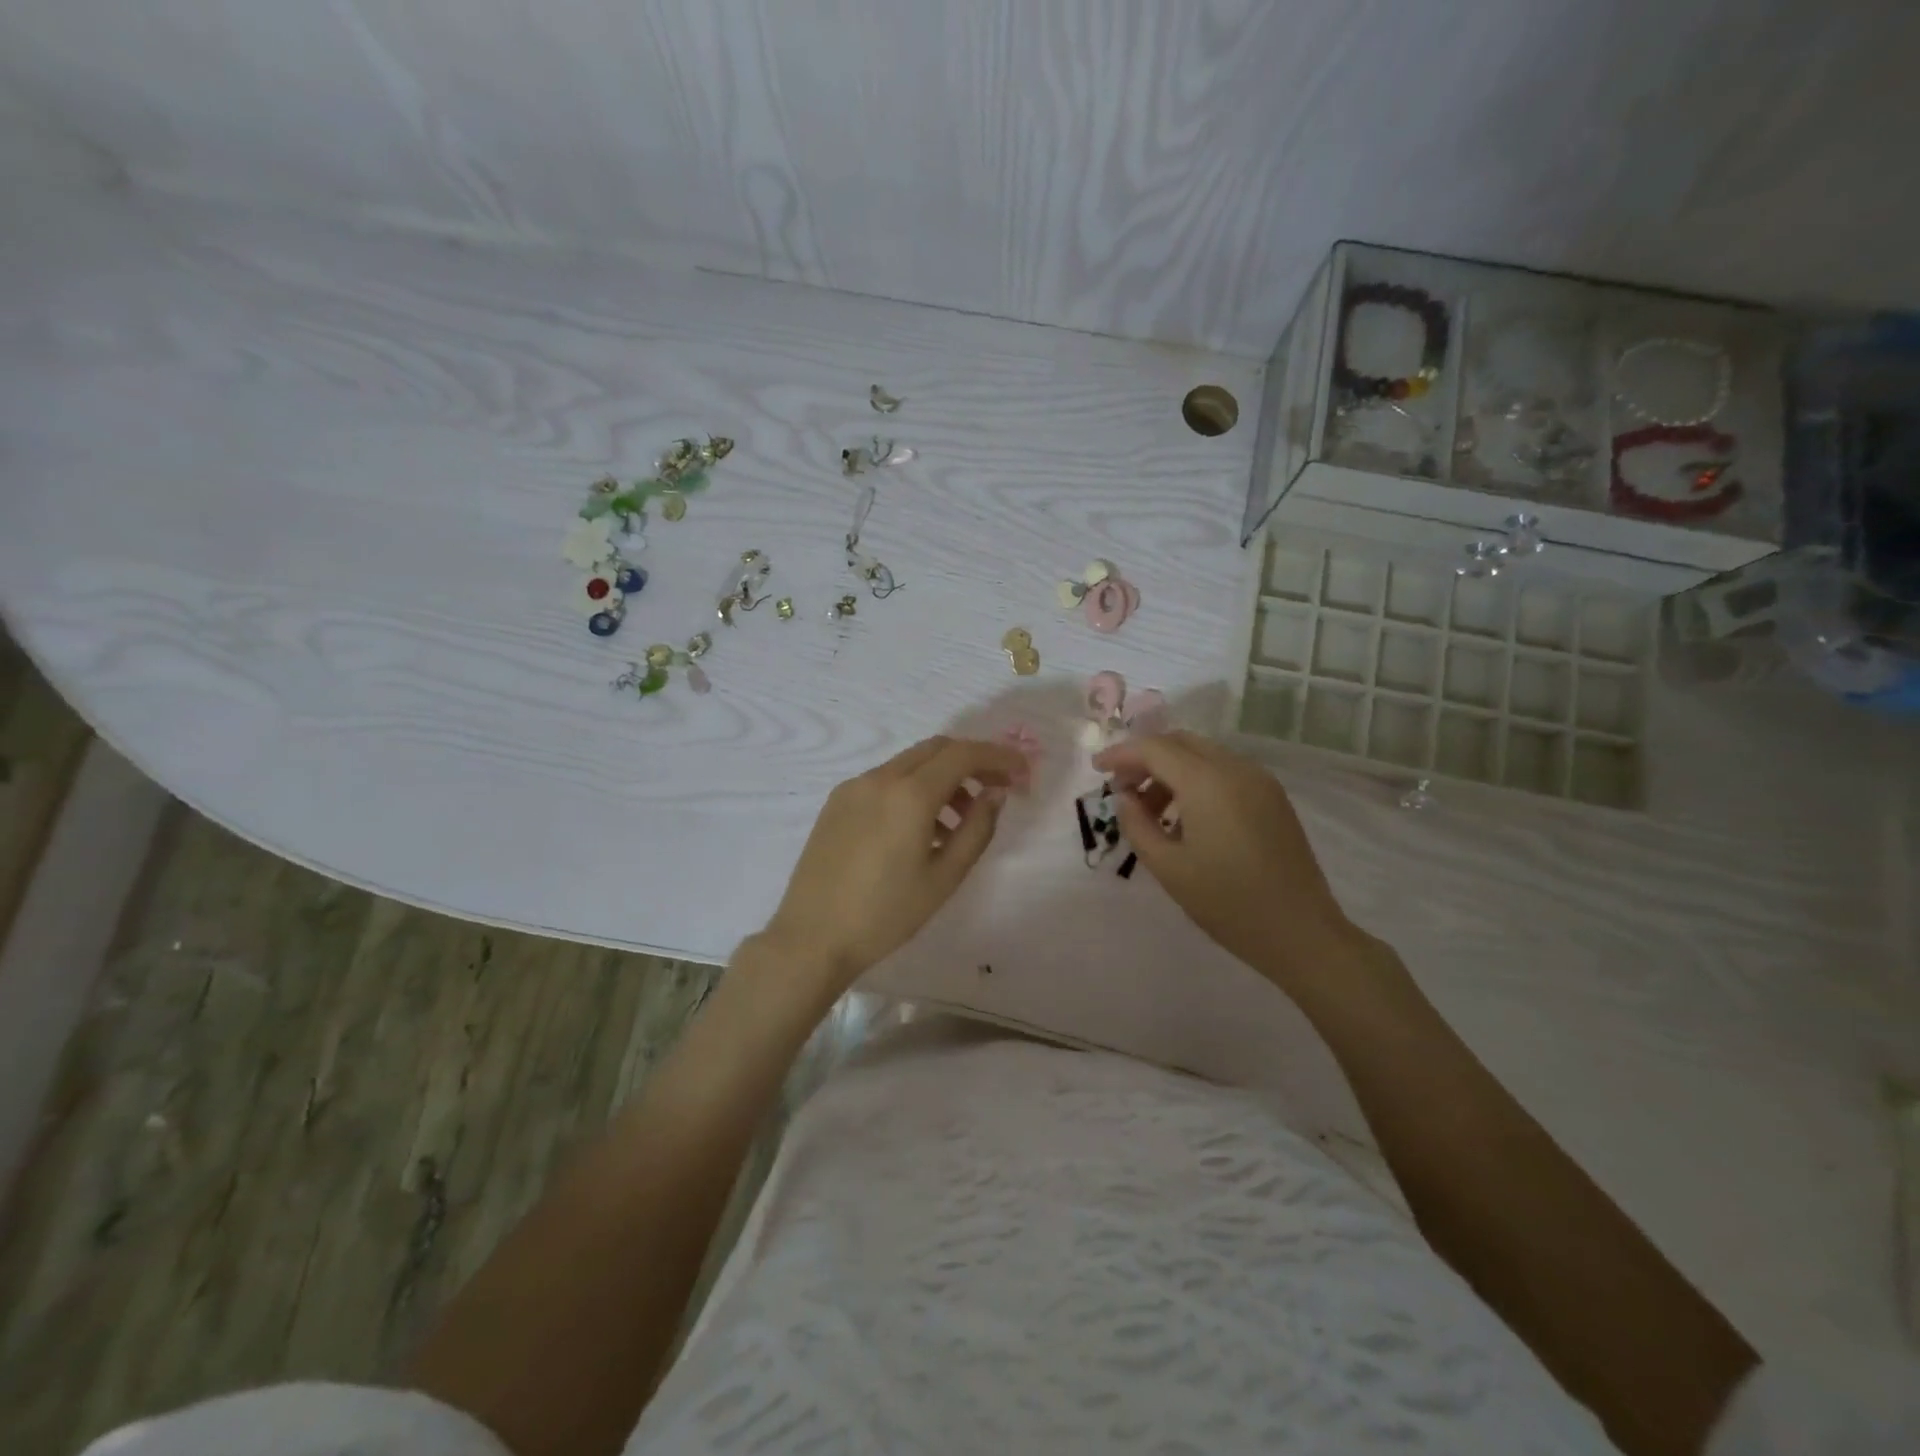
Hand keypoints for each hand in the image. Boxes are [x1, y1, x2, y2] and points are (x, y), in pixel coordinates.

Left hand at [760, 735, 1028, 996]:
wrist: (812, 937)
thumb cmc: (886, 914)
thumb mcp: (945, 877)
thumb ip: (977, 828)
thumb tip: (995, 792)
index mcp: (909, 794)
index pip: (963, 754)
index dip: (998, 756)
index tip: (1022, 770)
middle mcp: (879, 778)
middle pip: (936, 749)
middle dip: (971, 761)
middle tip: (996, 788)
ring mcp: (854, 787)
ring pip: (910, 763)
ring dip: (942, 777)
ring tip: (959, 820)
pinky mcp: (837, 802)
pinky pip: (885, 781)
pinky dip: (913, 789)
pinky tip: (921, 828)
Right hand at [1092, 731, 1361, 987]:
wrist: (1302, 933)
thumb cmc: (1228, 903)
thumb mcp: (1168, 868)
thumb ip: (1137, 825)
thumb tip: (1124, 797)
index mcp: (1208, 782)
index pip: (1154, 748)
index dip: (1121, 754)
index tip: (1097, 769)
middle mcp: (1236, 769)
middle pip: (1180, 742)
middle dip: (1145, 758)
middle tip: (1122, 789)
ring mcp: (1260, 781)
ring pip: (1203, 755)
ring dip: (1171, 770)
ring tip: (1151, 812)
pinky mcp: (1273, 798)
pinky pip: (1224, 772)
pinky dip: (1196, 780)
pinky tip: (1185, 818)